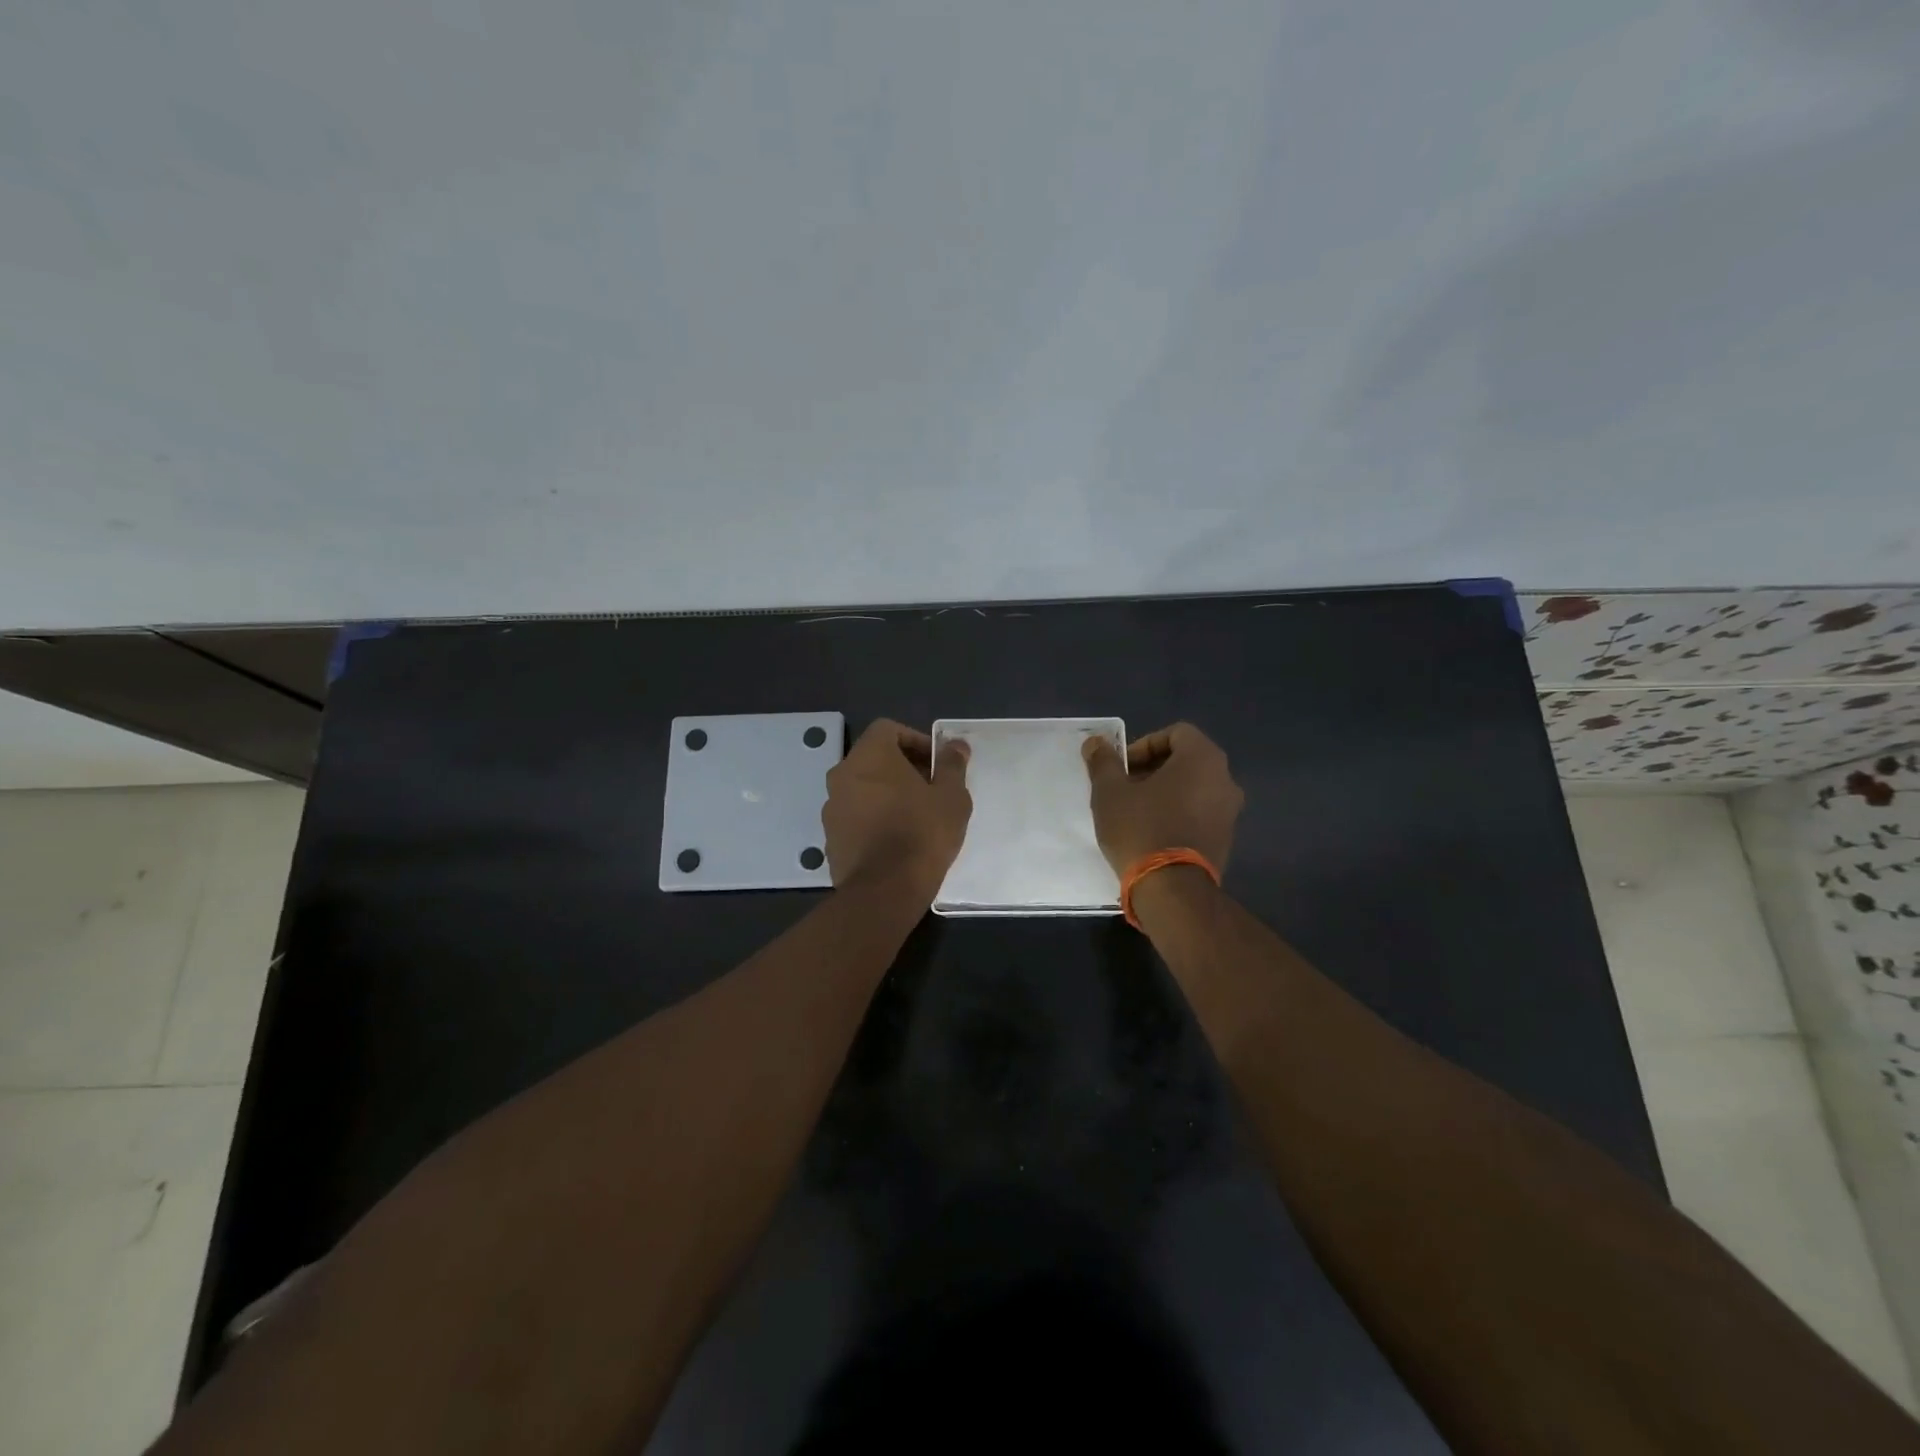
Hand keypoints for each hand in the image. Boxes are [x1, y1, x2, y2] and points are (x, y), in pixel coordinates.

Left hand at [823, 720, 971, 897]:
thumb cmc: (922, 833)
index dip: (915, 740)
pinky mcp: (830, 837)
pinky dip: (874, 818)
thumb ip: (952, 764)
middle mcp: (842, 775)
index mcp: (869, 756)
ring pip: (863, 788)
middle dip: (903, 768)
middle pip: (874, 759)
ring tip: (916, 816)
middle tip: (931, 789)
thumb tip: (955, 745)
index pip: (888, 729)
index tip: (936, 763)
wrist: (885, 890)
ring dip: (887, 794)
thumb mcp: (951, 796)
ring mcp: (832, 807)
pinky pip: (855, 816)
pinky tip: (896, 840)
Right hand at [1082, 722, 1242, 874]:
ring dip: (1164, 792)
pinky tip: (1151, 833)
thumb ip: (1103, 761)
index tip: (1122, 768)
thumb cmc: (1140, 828)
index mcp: (1203, 759)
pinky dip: (1177, 813)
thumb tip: (1096, 742)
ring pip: (1193, 787)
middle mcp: (1225, 779)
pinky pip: (1199, 812)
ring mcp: (1229, 812)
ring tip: (1134, 812)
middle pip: (1186, 760)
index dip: (1144, 745)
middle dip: (1151, 769)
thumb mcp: (1110, 792)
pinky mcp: (1226, 839)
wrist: (1172, 889)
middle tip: (1124, 788)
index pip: (1176, 733)